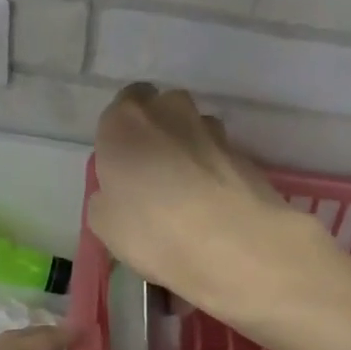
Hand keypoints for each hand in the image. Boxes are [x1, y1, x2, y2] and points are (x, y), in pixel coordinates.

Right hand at [90, 84, 327, 326]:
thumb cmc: (152, 229)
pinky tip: (213, 210)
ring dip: (190, 153)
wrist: (234, 244)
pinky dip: (215, 176)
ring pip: (196, 132)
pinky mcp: (246, 156)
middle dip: (159, 134)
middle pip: (163, 111)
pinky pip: (220, 160)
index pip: (122, 105)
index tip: (122, 163)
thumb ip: (106, 198)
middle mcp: (171, 112)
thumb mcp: (104, 224)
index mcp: (126, 121)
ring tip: (188, 197)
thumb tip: (116, 194)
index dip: (123, 133)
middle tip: (153, 177)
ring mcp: (214, 132)